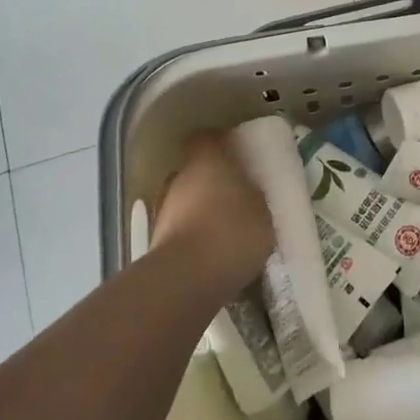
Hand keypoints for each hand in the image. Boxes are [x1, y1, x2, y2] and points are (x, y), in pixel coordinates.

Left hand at [151, 131, 275, 301]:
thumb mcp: (263, 211)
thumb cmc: (232, 232)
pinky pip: (182, 228)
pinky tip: (214, 253)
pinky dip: (195, 236)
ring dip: (202, 210)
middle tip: (238, 195)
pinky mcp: (157, 241)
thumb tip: (250, 192)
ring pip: (186, 200)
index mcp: (207, 160)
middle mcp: (179, 177)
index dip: (222, 144)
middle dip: (213, 181)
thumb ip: (255, 195)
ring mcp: (163, 209)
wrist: (185, 280)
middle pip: (195, 170)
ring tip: (227, 229)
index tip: (239, 155)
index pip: (208, 138)